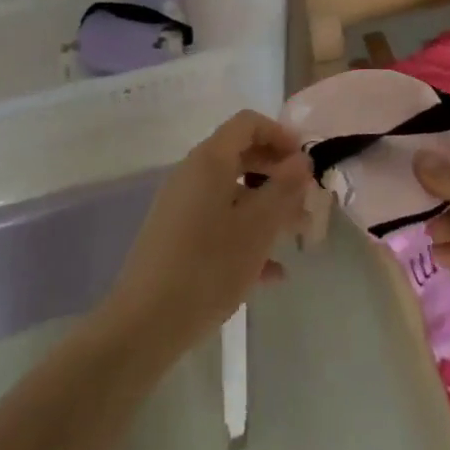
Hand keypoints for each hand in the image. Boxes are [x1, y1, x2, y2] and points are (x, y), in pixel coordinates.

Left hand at [98, 111, 311, 363]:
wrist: (144, 326)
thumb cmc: (208, 267)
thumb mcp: (257, 227)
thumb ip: (284, 188)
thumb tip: (302, 160)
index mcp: (209, 161)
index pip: (248, 123)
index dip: (280, 135)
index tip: (305, 163)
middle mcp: (192, 175)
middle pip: (241, 156)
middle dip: (277, 174)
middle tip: (305, 199)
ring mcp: (181, 207)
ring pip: (232, 192)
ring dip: (266, 207)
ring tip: (296, 236)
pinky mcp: (176, 238)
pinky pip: (218, 222)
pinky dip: (245, 234)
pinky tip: (272, 272)